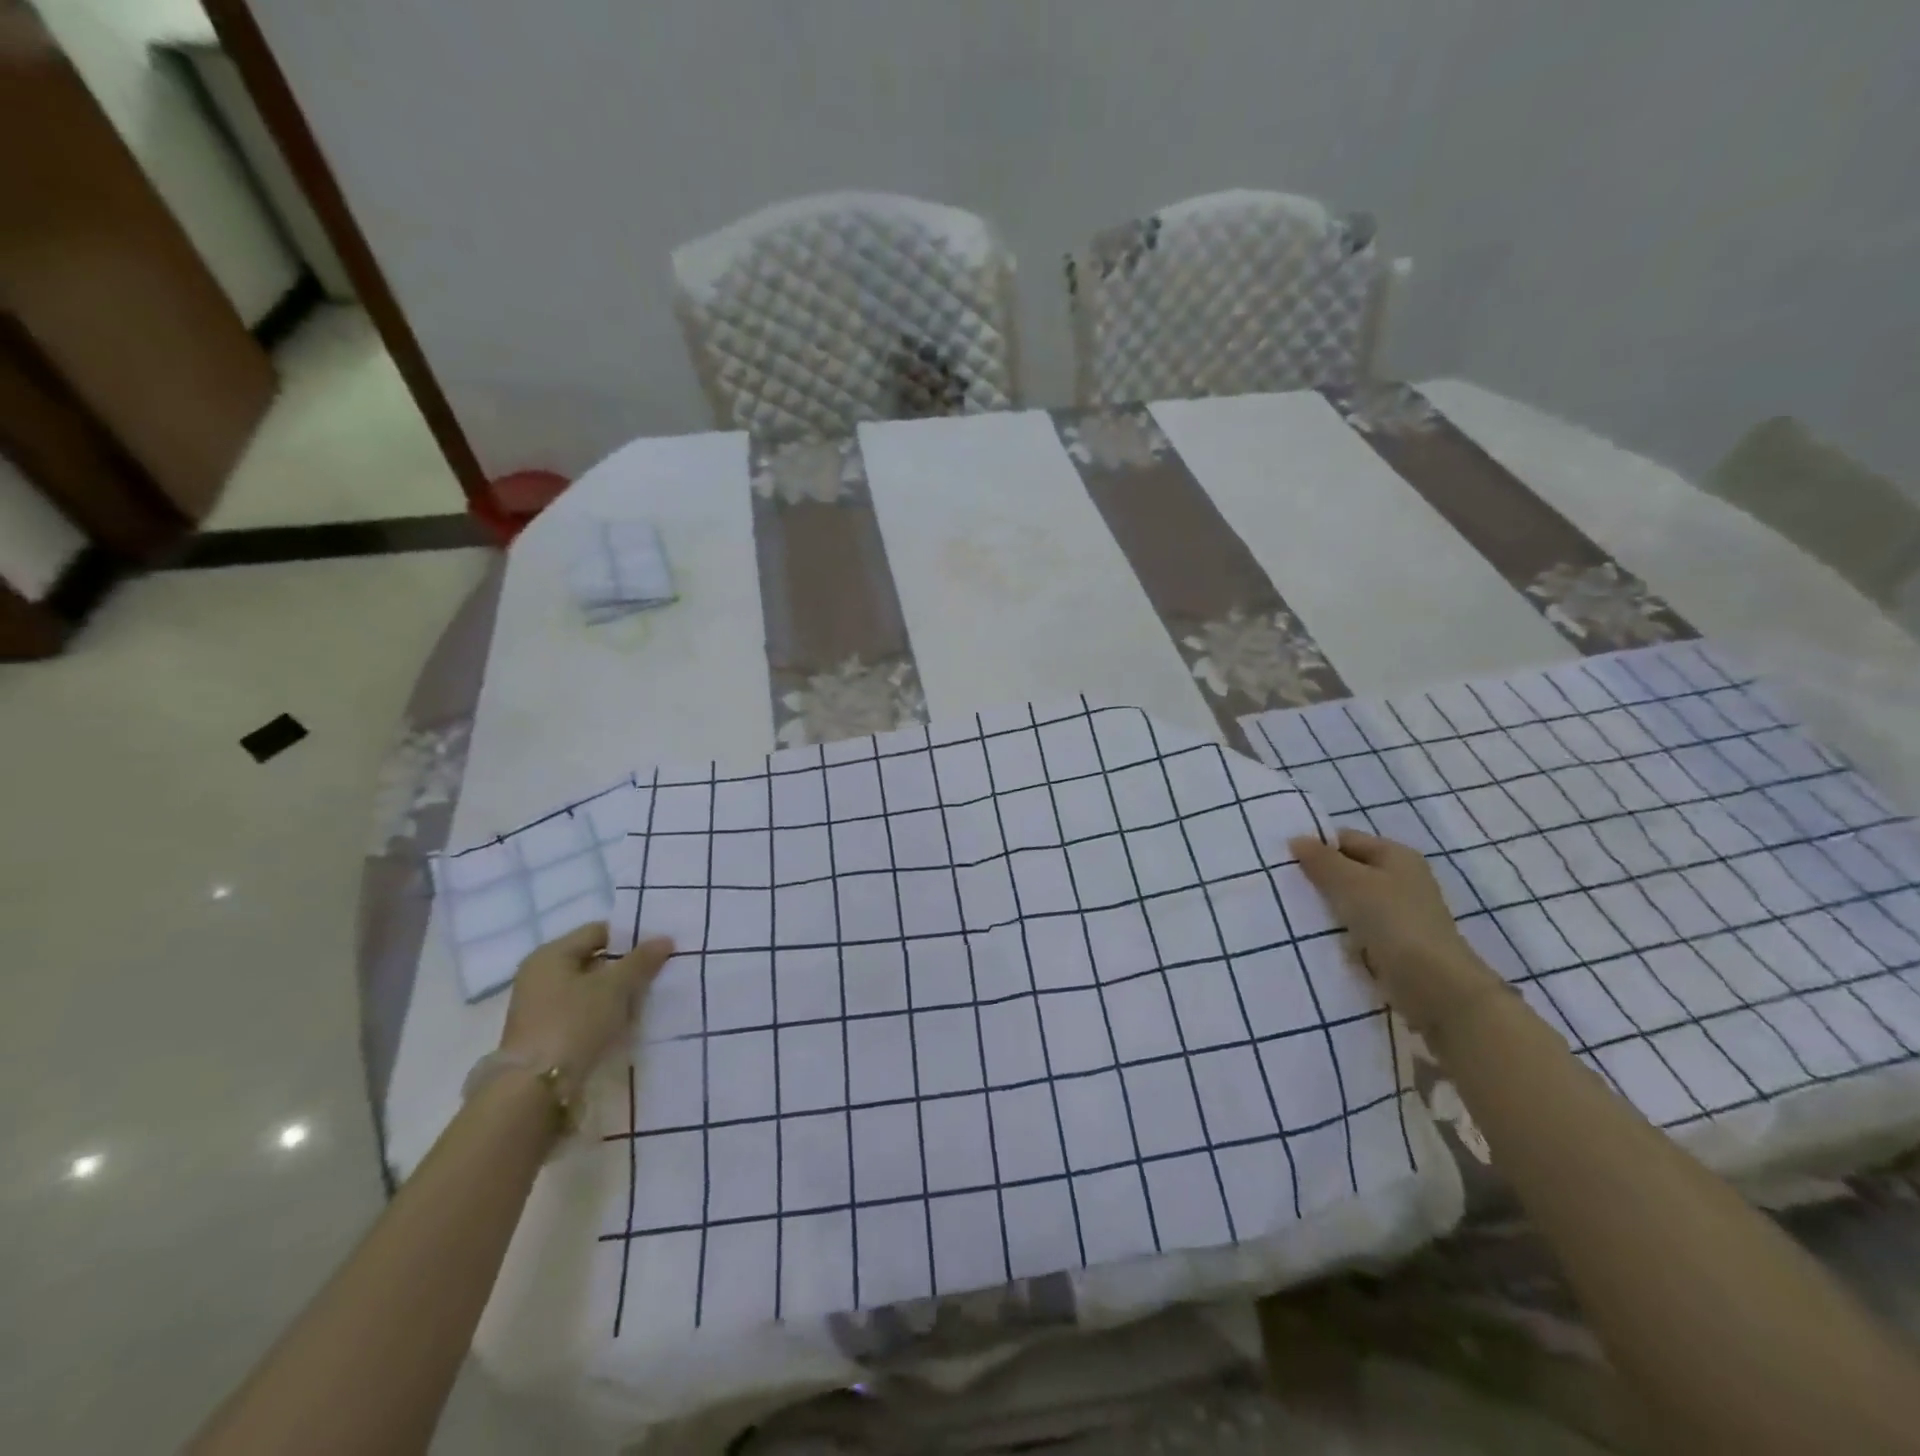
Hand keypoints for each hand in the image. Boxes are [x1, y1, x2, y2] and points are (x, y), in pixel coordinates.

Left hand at [498, 922, 674, 1085]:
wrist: (535, 1089)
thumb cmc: (574, 1023)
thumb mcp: (614, 987)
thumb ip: (641, 961)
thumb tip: (665, 938)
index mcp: (550, 954)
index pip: (598, 931)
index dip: (630, 937)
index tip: (658, 950)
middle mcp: (540, 975)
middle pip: (593, 960)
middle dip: (625, 967)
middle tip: (657, 974)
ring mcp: (539, 1006)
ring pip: (589, 988)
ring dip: (616, 993)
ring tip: (646, 1000)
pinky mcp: (545, 1033)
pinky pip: (582, 1011)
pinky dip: (603, 1013)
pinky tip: (625, 1022)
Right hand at [1289, 828, 1501, 1038]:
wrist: (1435, 986)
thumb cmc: (1393, 922)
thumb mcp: (1351, 883)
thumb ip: (1321, 860)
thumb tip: (1296, 839)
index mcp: (1397, 856)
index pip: (1346, 839)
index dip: (1316, 846)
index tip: (1283, 861)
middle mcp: (1401, 879)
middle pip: (1348, 870)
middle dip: (1318, 878)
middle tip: (1282, 886)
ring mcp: (1400, 913)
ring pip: (1350, 901)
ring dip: (1326, 907)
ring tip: (1292, 912)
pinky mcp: (1394, 943)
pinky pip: (1357, 928)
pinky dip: (1338, 931)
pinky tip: (1316, 936)